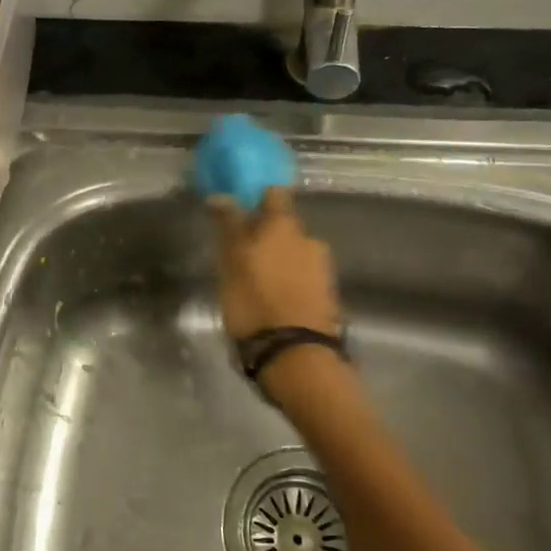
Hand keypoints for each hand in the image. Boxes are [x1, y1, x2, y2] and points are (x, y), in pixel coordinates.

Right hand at [209, 188, 340, 339]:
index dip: (257, 197)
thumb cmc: (254, 302)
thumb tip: (222, 195)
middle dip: (266, 235)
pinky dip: (289, 282)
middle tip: (242, 254)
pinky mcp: (328, 296)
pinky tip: (273, 299)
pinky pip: (303, 278)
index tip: (240, 208)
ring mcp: (323, 269)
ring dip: (278, 261)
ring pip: (295, 253)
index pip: (273, 194)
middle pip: (285, 226)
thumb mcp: (231, 263)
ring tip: (256, 283)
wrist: (295, 356)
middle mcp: (309, 239)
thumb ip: (229, 227)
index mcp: (285, 225)